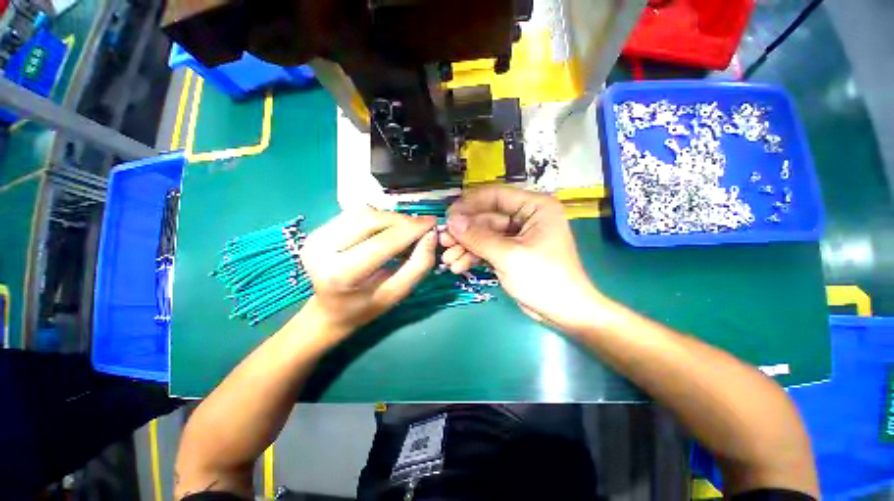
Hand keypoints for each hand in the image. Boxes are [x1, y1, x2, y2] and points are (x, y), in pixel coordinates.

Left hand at [299, 208, 436, 338]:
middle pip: (372, 220)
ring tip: (403, 231)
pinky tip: (384, 229)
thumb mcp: (397, 293)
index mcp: (341, 274)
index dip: (411, 229)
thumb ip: (419, 265)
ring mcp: (316, 237)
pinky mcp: (317, 229)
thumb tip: (431, 234)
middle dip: (402, 220)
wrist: (329, 310)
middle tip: (421, 227)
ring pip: (364, 212)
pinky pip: (355, 213)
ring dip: (390, 218)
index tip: (432, 221)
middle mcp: (321, 250)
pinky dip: (377, 217)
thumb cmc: (366, 306)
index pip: (383, 242)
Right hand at [441, 186, 605, 332]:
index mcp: (534, 207)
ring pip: (484, 235)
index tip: (448, 217)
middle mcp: (526, 217)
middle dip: (464, 232)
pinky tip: (458, 266)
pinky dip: (474, 256)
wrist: (563, 312)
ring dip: (466, 247)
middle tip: (442, 241)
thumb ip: (478, 237)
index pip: (495, 196)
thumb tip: (451, 221)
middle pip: (486, 218)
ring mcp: (517, 236)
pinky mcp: (511, 252)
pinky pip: (488, 248)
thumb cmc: (543, 278)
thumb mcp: (508, 255)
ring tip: (448, 260)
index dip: (469, 205)